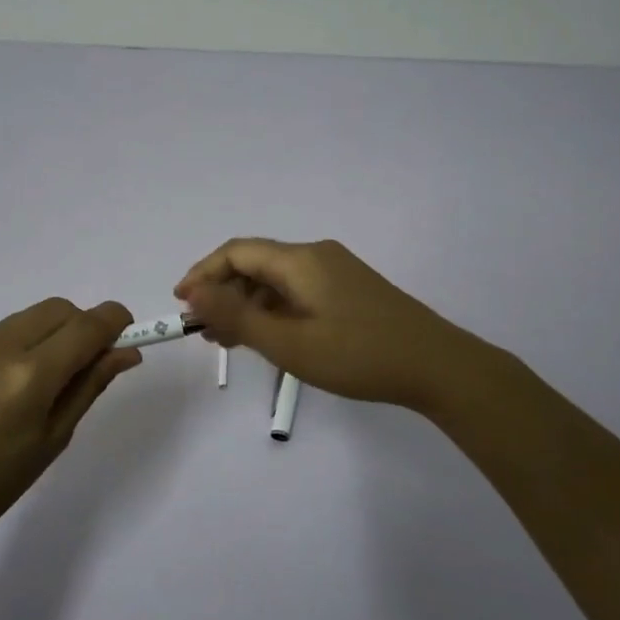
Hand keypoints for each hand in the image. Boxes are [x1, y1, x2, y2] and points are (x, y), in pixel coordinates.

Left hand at [0, 299, 140, 549]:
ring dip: (57, 330)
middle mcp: (2, 346)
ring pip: (34, 315)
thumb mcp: (53, 439)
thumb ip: (89, 387)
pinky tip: (20, 381)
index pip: (88, 325)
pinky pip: (8, 328)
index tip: (130, 334)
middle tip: (91, 364)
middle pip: (61, 309)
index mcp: (30, 375)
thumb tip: (125, 353)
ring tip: (54, 377)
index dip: (116, 321)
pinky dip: (29, 339)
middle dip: (85, 325)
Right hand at [176, 238, 482, 412]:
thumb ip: (237, 317)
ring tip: (229, 342)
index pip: (237, 252)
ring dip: (248, 305)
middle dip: (224, 293)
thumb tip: (193, 292)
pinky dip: (275, 310)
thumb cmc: (358, 356)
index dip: (203, 273)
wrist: (438, 366)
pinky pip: (298, 291)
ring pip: (277, 280)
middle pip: (256, 264)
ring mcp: (337, 271)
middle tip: (204, 332)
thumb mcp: (289, 343)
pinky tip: (269, 338)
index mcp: (300, 260)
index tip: (182, 303)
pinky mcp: (350, 290)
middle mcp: (316, 255)